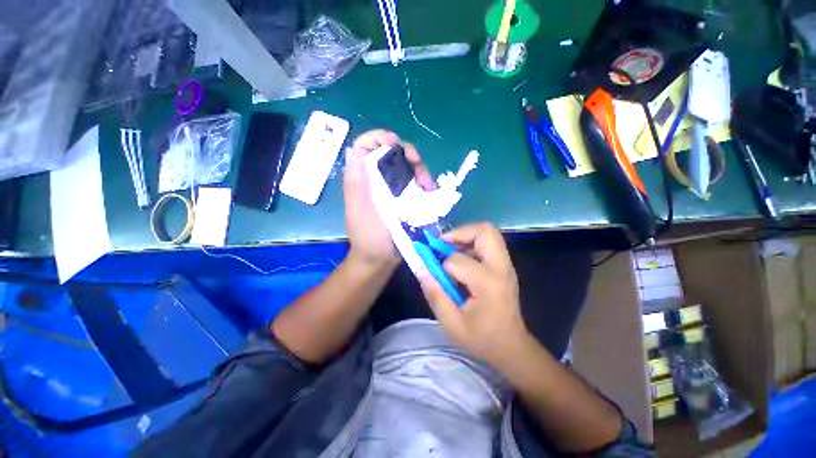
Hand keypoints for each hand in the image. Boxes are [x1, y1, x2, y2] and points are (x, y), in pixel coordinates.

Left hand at [344, 129, 432, 266]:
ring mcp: (391, 188)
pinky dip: (423, 181)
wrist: (381, 258)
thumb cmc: (369, 236)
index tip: (396, 144)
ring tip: (428, 184)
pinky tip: (429, 190)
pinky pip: (415, 181)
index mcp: (361, 178)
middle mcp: (376, 178)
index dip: (379, 138)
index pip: (365, 146)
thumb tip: (354, 149)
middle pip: (391, 152)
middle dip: (406, 153)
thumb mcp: (360, 210)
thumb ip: (355, 182)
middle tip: (418, 165)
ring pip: (406, 166)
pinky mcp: (404, 197)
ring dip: (419, 169)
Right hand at [419, 223, 530, 367]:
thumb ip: (435, 295)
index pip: (457, 260)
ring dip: (465, 237)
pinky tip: (461, 260)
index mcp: (488, 283)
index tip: (436, 276)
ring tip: (450, 251)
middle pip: (484, 231)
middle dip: (459, 232)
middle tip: (443, 245)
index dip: (442, 267)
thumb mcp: (452, 324)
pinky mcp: (505, 266)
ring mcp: (506, 265)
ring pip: (487, 233)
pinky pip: (488, 243)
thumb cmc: (482, 339)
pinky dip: (471, 243)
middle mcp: (500, 268)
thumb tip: (420, 270)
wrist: (512, 348)